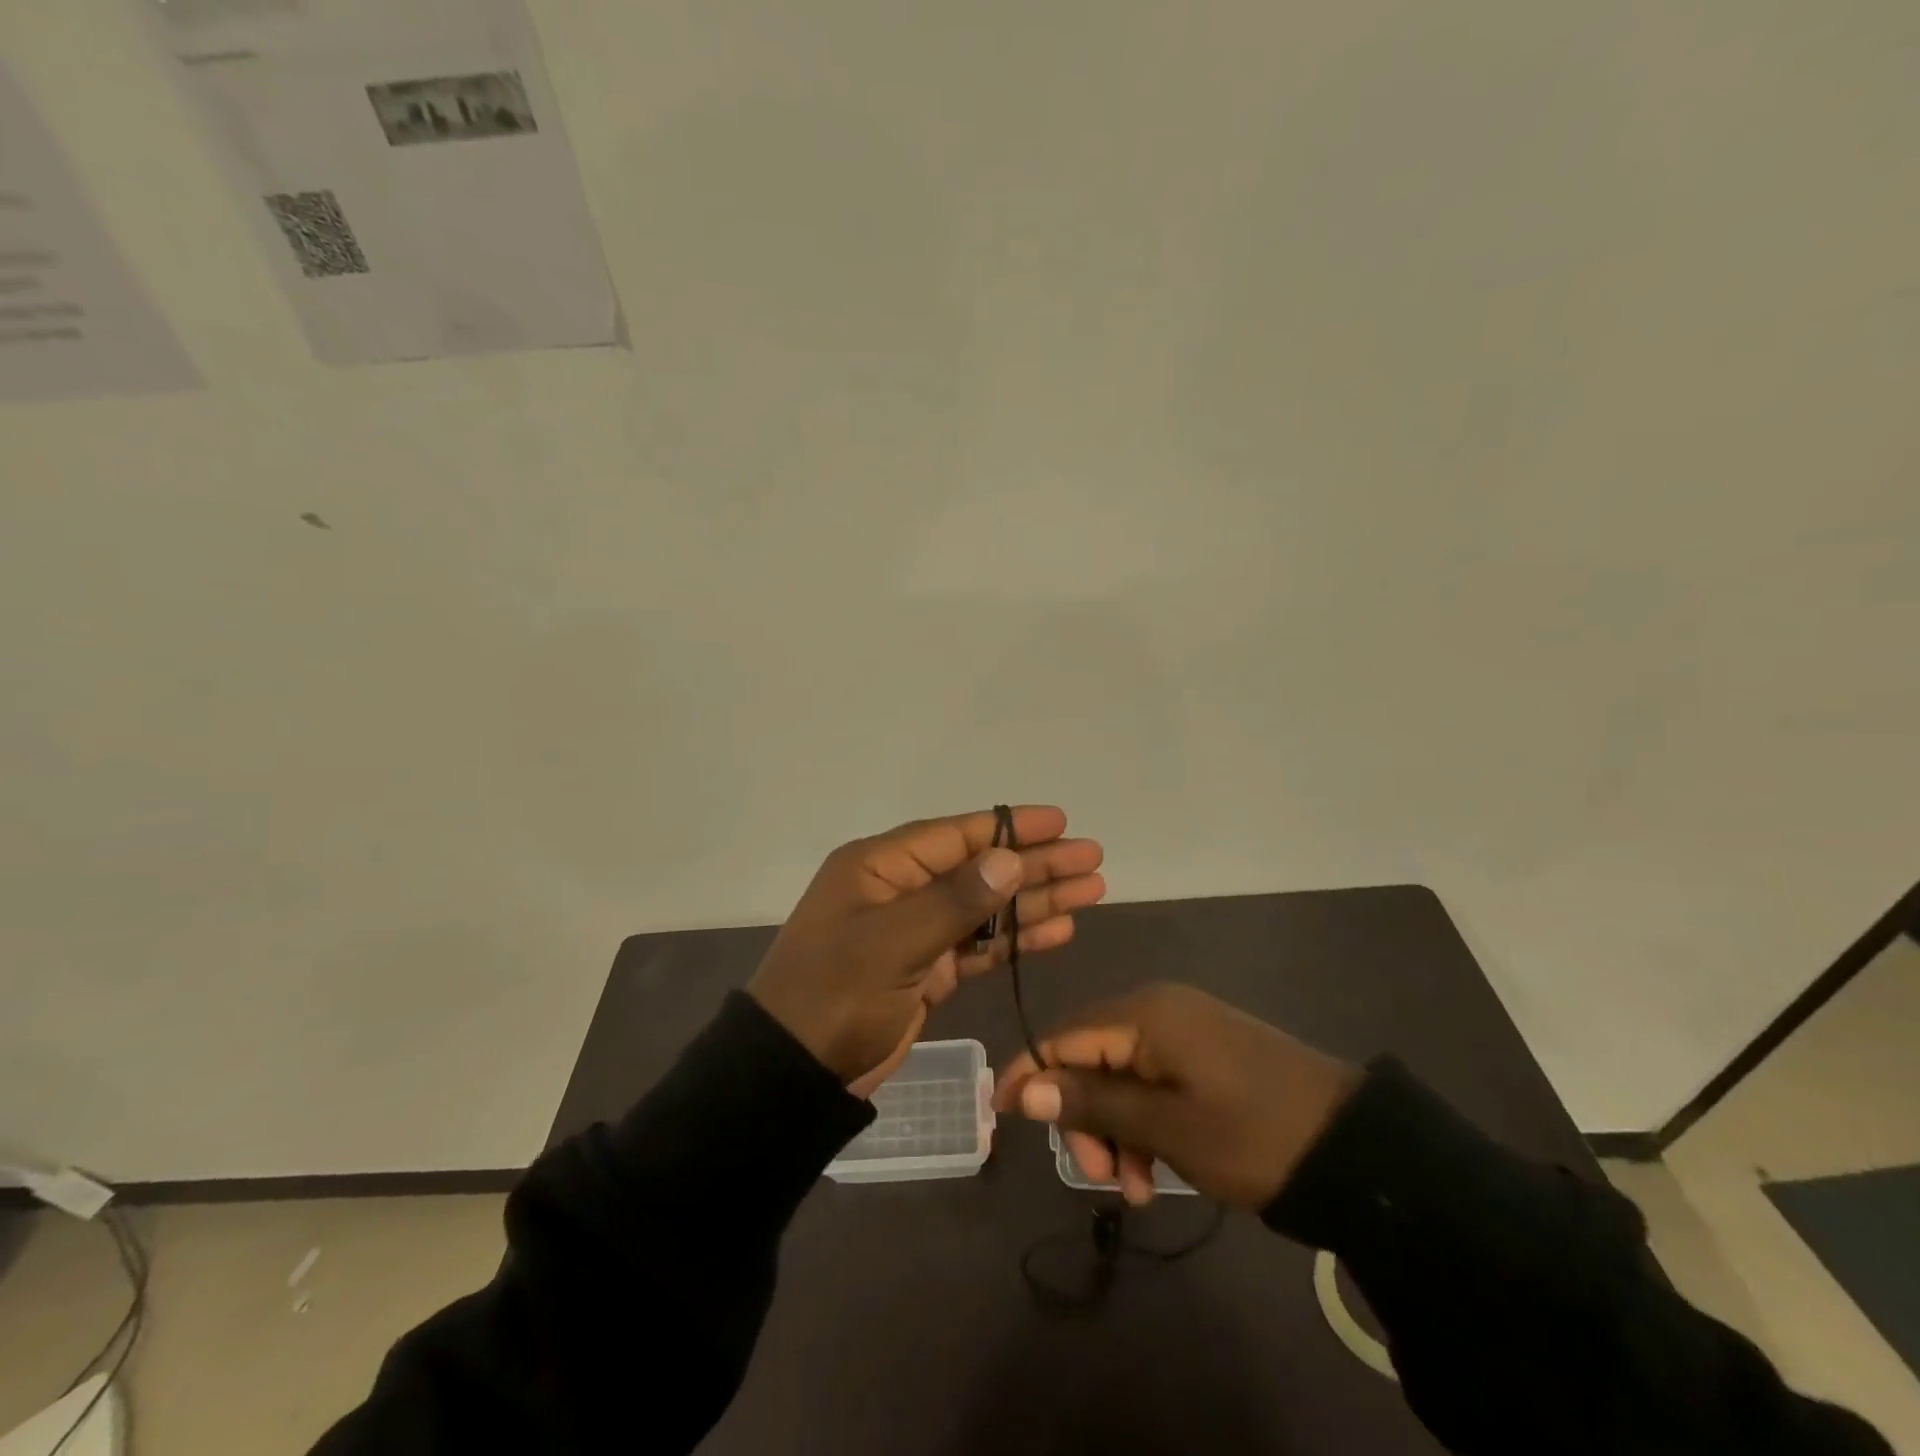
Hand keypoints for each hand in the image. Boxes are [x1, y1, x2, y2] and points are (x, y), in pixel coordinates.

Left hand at [747, 806, 1105, 1090]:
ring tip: (1091, 890)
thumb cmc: (835, 995)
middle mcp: (900, 890)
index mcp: (881, 867)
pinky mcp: (926, 971)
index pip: (957, 835)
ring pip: (986, 908)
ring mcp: (914, 932)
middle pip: (980, 869)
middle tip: (1092, 858)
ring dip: (1035, 900)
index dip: (1011, 828)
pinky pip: (979, 946)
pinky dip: (1016, 939)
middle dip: (1036, 864)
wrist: (794, 1074)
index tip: (1061, 822)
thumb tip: (1009, 858)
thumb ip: (954, 901)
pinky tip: (1058, 930)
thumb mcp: (893, 943)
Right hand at [993, 982, 1360, 1207]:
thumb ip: (1092, 1103)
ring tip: (1136, 1190)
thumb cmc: (1252, 1134)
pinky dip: (1144, 1123)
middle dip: (1084, 1117)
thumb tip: (1022, 1087)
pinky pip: (1152, 1080)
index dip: (1028, 1073)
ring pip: (1120, 1075)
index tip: (1001, 1116)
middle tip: (1101, 1177)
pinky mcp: (1205, 1051)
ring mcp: (1184, 1029)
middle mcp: (1158, 1009)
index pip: (1063, 1035)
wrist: (1354, 1147)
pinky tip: (1156, 1171)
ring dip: (1115, 1130)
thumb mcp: (1167, 1128)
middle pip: (1090, 1056)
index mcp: (1145, 1013)